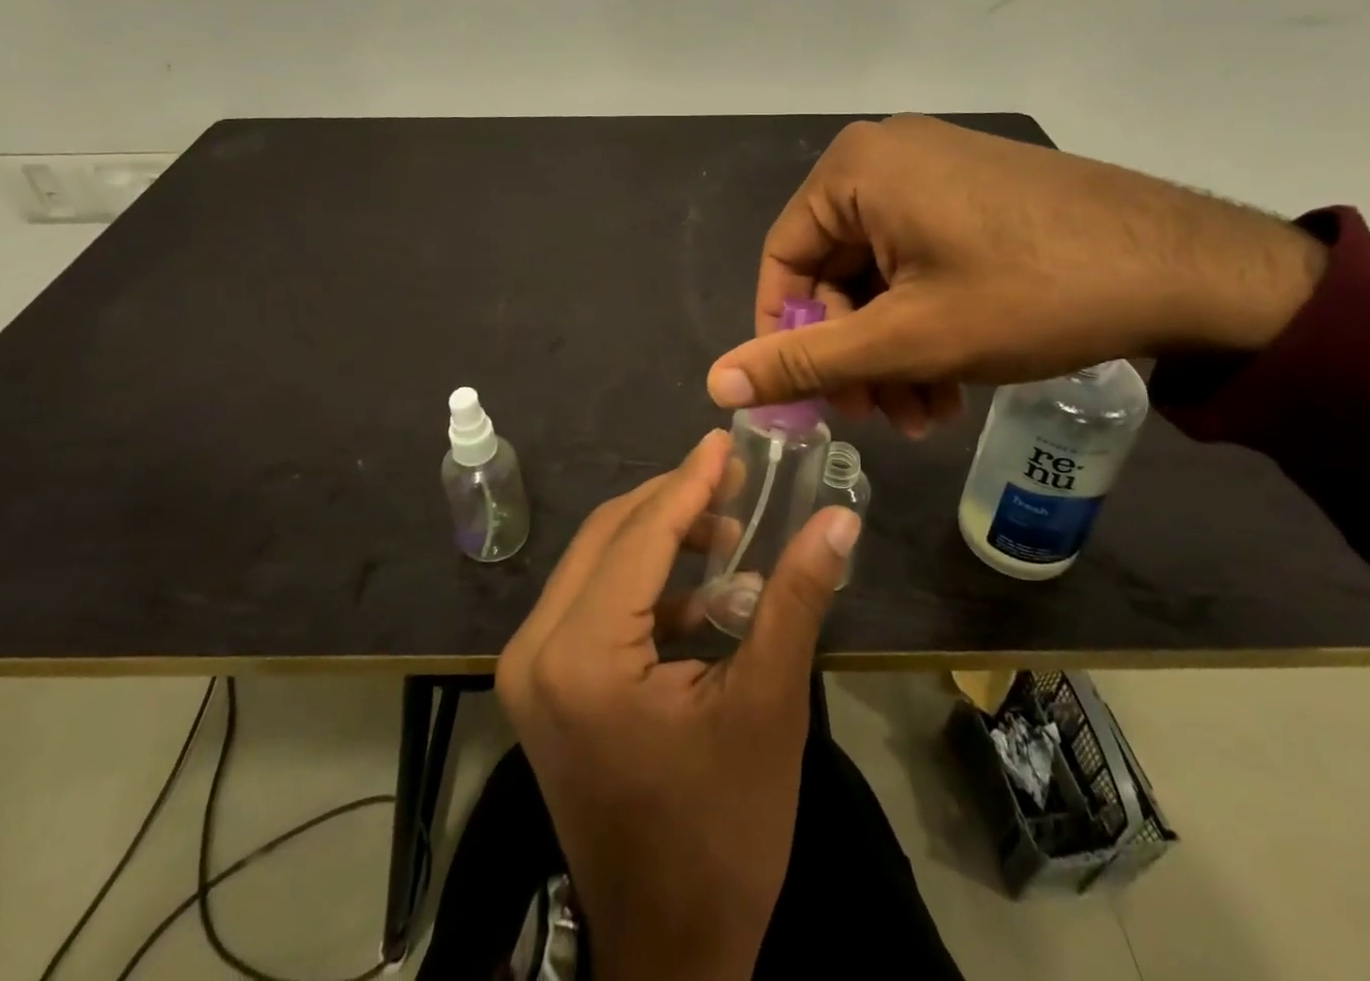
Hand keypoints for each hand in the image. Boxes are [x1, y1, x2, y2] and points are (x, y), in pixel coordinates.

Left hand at [497, 431, 860, 980]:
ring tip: (728, 529)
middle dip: (673, 501)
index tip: (725, 440)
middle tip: (735, 479)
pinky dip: (644, 583)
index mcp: (580, 656)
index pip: (638, 535)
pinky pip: (592, 602)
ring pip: (597, 563)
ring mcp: (530, 670)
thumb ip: (797, 600)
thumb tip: (840, 518)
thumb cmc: (722, 834)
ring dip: (660, 537)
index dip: (688, 481)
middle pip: (608, 537)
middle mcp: (535, 650)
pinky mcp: (543, 686)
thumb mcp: (767, 707)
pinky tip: (702, 591)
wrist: (670, 953)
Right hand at [706, 114, 1327, 435]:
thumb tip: (715, 381)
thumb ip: (805, 360)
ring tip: (924, 415)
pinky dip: (924, 322)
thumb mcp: (904, 338)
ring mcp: (937, 172)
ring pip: (881, 276)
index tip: (811, 397)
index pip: (782, 260)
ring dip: (891, 350)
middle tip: (877, 417)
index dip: (787, 335)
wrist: (1189, 268)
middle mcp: (888, 157)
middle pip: (835, 271)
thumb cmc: (1028, 295)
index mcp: (855, 169)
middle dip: (853, 353)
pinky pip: (921, 262)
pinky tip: (949, 382)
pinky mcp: (975, 195)